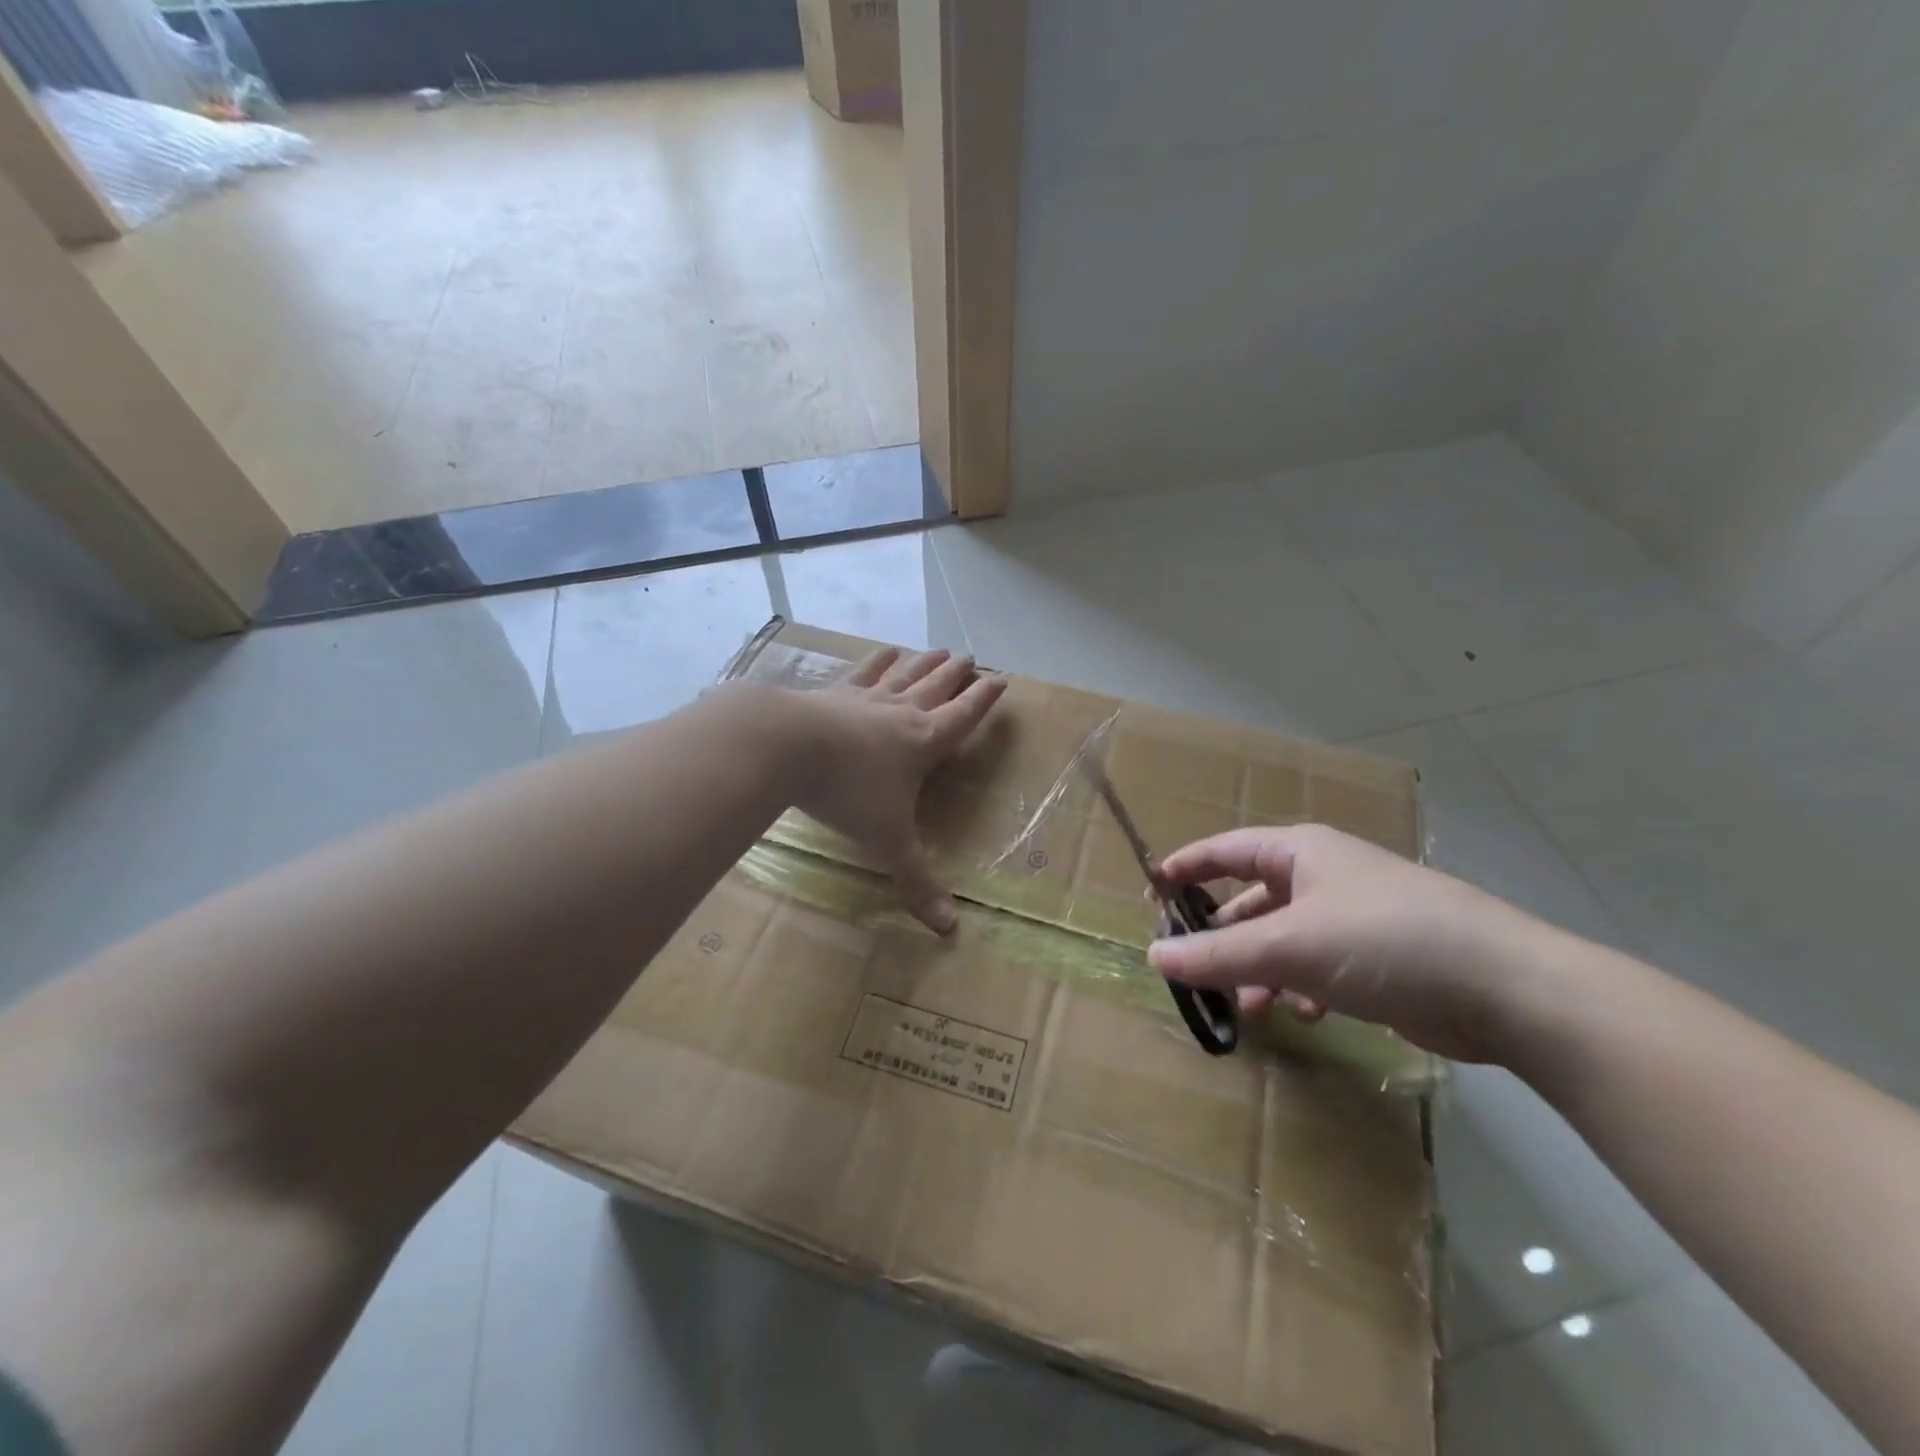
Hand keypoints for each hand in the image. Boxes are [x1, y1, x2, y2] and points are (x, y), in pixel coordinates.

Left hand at [789, 647, 1005, 932]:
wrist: (788, 746)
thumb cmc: (848, 792)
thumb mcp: (887, 843)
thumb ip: (916, 882)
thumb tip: (950, 929)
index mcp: (924, 742)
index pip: (964, 716)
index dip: (985, 700)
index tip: (1002, 680)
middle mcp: (902, 713)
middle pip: (938, 687)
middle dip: (958, 674)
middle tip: (972, 657)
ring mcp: (867, 698)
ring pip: (906, 674)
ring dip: (926, 662)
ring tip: (940, 650)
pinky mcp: (834, 692)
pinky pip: (863, 672)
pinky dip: (878, 661)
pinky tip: (886, 651)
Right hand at [1147, 824, 1549, 1062]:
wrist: (1509, 989)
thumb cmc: (1385, 942)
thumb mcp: (1290, 946)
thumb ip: (1218, 954)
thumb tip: (1153, 957)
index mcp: (1301, 852)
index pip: (1226, 850)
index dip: (1186, 867)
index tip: (1151, 894)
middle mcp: (1325, 876)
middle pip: (1253, 901)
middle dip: (1224, 937)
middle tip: (1194, 971)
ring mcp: (1355, 916)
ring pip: (1285, 939)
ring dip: (1261, 971)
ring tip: (1251, 1009)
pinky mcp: (1382, 957)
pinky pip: (1320, 966)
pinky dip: (1303, 988)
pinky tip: (1307, 1016)